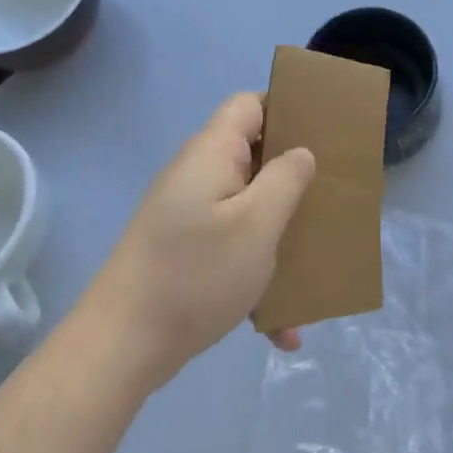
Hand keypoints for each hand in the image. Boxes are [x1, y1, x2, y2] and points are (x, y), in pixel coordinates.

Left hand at [83, 93, 314, 387]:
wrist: (121, 348)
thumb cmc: (196, 275)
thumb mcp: (257, 224)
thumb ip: (286, 179)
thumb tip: (301, 153)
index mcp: (212, 154)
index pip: (250, 104)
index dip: (286, 110)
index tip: (323, 135)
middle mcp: (197, 175)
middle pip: (253, 155)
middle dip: (292, 177)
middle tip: (330, 196)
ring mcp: (187, 214)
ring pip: (246, 205)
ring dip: (278, 231)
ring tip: (314, 258)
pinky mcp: (184, 250)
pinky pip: (231, 247)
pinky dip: (256, 273)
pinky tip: (282, 326)